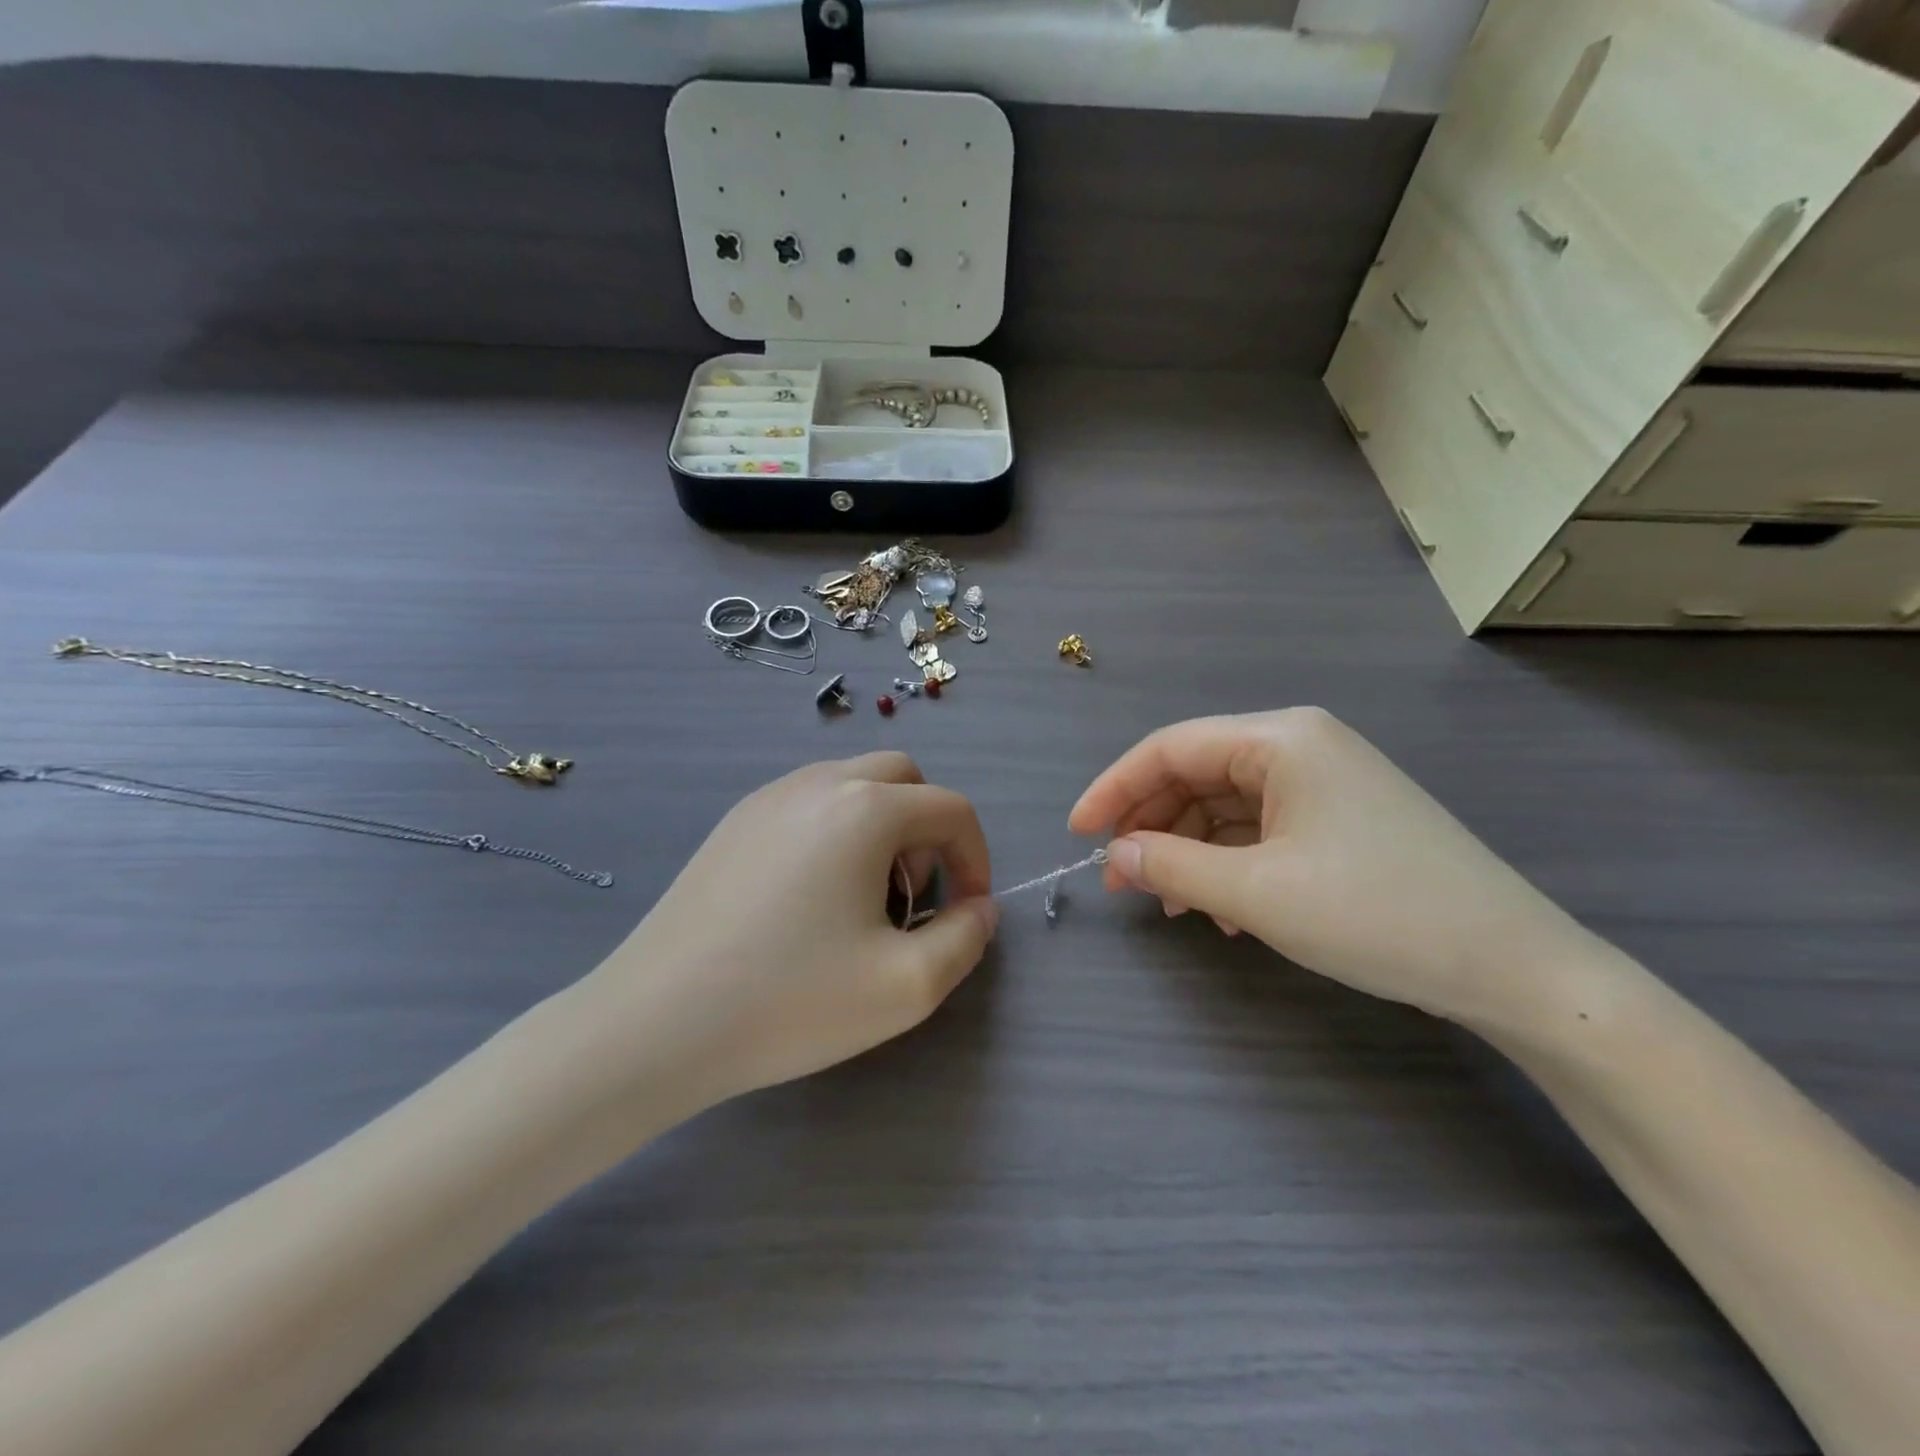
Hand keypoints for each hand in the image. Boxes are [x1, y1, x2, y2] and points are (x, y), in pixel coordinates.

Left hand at [593, 753, 997, 1105]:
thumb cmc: (791, 1000)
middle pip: (904, 779)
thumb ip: (966, 939)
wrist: (655, 1022)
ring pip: (854, 785)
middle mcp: (819, 783)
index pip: (952, 809)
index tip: (966, 913)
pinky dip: (838, 832)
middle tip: (915, 898)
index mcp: (866, 809)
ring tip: (865, 902)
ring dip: (884, 829)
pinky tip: (812, 899)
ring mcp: (769, 797)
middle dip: (930, 832)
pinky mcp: (735, 822)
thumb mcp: (906, 986)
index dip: (976, 859)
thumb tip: (980, 907)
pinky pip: (810, 803)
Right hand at [1069, 709, 1582, 1023]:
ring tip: (1172, 904)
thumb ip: (1173, 866)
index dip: (1114, 788)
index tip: (1076, 834)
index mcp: (1280, 739)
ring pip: (1224, 804)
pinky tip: (1222, 909)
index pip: (1170, 748)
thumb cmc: (1378, 914)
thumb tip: (1115, 855)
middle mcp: (1300, 745)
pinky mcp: (1339, 817)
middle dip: (1151, 824)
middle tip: (1121, 879)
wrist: (1514, 967)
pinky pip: (1260, 828)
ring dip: (1188, 850)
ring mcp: (1323, 781)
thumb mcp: (1258, 893)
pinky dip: (1228, 862)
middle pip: (1196, 773)